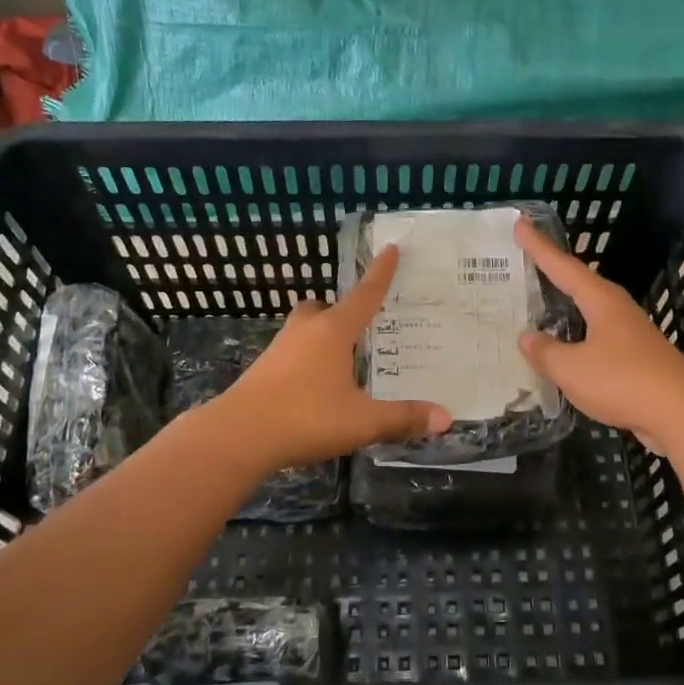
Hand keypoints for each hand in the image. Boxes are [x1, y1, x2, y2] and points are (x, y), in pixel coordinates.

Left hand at [217, 245, 449, 471]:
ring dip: (322, 336)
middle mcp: (305, 331)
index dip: (380, 273)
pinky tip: (316, 385)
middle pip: (325, 307)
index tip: (390, 248)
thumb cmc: (306, 418)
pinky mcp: (263, 369)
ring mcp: (279, 348)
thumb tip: (445, 418)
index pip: (365, 295)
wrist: (238, 436)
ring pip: (304, 329)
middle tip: (360, 328)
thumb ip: (403, 418)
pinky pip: (292, 352)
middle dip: (342, 311)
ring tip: (342, 360)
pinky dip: (307, 359)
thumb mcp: (362, 422)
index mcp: (333, 331)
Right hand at [515, 218, 683, 455]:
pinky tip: (566, 352)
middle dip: (553, 273)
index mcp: (601, 302)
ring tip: (540, 307)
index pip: (563, 266)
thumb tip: (527, 337)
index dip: (539, 247)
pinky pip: (596, 342)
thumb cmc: (624, 381)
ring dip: (565, 309)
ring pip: (589, 315)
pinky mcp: (636, 362)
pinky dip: (576, 341)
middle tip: (526, 262)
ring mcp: (630, 336)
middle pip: (579, 285)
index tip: (520, 224)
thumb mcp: (572, 368)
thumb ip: (546, 352)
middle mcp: (617, 311)